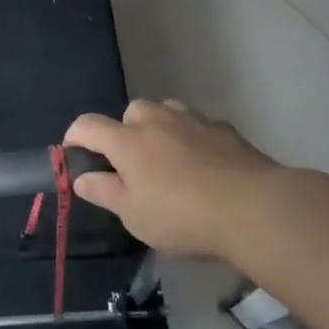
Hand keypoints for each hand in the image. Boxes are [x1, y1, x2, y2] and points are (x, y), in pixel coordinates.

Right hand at [65, 100, 281, 261]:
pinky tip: (203, 165)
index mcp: (127, 140)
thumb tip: (81, 178)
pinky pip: (197, 126)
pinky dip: (192, 139)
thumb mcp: (133, 215)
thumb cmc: (182, 216)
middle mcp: (156, 120)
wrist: (254, 209)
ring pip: (166, 112)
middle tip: (132, 165)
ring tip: (168, 160)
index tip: (74, 154)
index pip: (88, 125)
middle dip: (125, 132)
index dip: (75, 137)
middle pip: (130, 113)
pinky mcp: (224, 129)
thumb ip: (104, 192)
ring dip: (160, 129)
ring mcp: (193, 120)